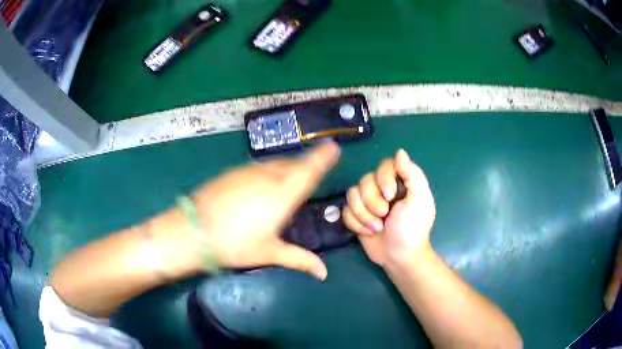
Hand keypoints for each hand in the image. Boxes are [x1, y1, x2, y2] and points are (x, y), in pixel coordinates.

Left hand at [181, 141, 340, 279]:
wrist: (193, 230)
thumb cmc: (235, 244)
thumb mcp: (269, 253)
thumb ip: (300, 260)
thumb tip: (324, 273)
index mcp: (283, 194)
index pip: (309, 170)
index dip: (323, 157)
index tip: (333, 147)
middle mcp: (268, 176)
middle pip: (293, 164)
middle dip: (305, 166)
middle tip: (311, 172)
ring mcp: (248, 171)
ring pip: (275, 164)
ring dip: (286, 168)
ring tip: (288, 179)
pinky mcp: (233, 172)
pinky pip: (258, 167)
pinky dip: (268, 171)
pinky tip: (261, 185)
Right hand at [343, 149, 435, 265]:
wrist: (399, 256)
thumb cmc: (412, 228)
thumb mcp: (420, 200)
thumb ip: (412, 174)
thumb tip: (400, 152)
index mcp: (399, 181)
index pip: (384, 165)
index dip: (383, 179)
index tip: (391, 196)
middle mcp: (381, 188)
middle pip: (365, 180)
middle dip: (373, 202)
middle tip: (385, 216)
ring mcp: (367, 202)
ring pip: (352, 195)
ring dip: (364, 215)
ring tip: (377, 228)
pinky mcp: (356, 215)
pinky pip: (345, 210)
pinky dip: (356, 223)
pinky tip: (368, 232)